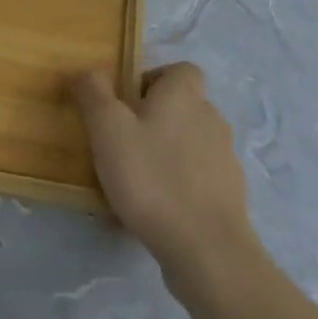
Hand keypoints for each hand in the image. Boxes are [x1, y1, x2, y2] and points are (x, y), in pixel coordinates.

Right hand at [72, 63, 264, 292]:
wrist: (206, 248)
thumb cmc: (152, 177)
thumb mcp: (108, 128)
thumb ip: (94, 92)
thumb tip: (86, 70)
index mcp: (185, 93)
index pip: (178, 70)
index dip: (153, 80)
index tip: (126, 106)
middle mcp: (211, 116)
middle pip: (182, 107)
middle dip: (155, 121)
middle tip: (123, 146)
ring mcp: (226, 157)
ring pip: (190, 144)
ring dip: (167, 155)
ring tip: (137, 184)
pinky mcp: (231, 195)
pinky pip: (199, 179)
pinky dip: (181, 187)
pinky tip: (158, 212)